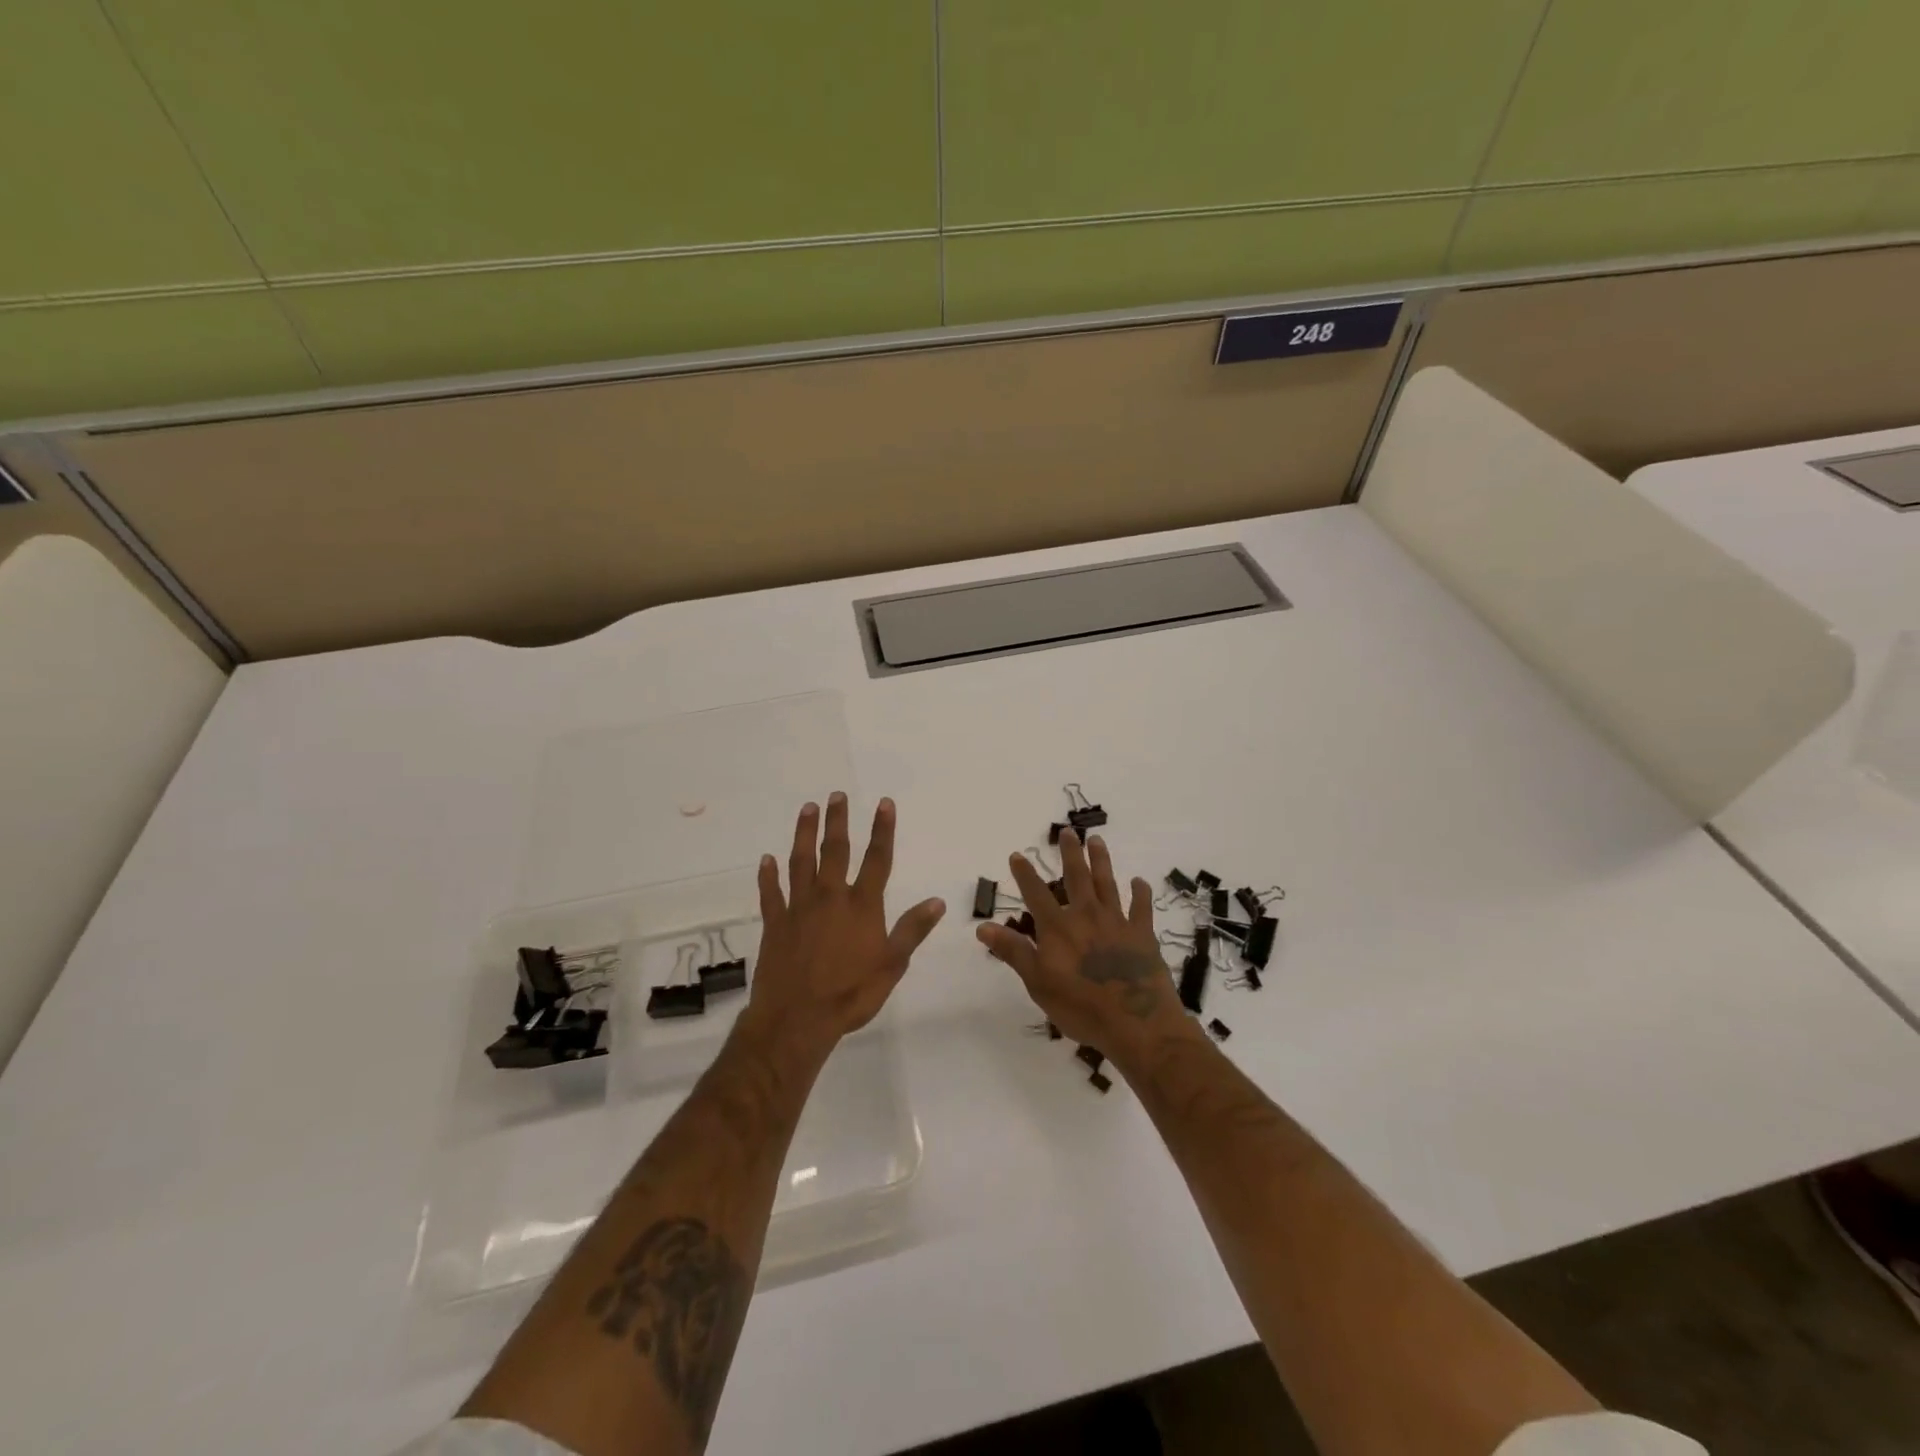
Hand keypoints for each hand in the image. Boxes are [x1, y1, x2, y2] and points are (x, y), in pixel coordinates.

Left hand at [741, 794, 945, 1062]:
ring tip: (807, 809)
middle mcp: (830, 897)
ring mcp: (799, 908)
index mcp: (862, 906)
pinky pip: (771, 893)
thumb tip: (937, 901)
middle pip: (835, 851)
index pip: (877, 859)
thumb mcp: (892, 965)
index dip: (882, 830)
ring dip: (804, 834)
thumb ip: (912, 930)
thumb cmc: (851, 993)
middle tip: (836, 795)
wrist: (797, 1019)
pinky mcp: (775, 923)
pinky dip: (768, 875)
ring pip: (801, 862)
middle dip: (838, 821)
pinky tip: (766, 859)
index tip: (884, 803)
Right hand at [976, 829, 1194, 1061]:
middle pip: (1077, 877)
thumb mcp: (1037, 982)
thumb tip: (983, 926)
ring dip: (1101, 860)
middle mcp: (1086, 916)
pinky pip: (1141, 907)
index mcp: (1058, 928)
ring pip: (1108, 883)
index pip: (1036, 893)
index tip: (1017, 854)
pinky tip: (1139, 881)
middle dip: (1070, 853)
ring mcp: (1117, 922)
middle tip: (1069, 831)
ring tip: (1097, 841)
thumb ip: (1013, 951)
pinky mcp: (1143, 934)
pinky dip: (1140, 892)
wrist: (1136, 1022)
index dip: (1025, 873)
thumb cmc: (1081, 1007)